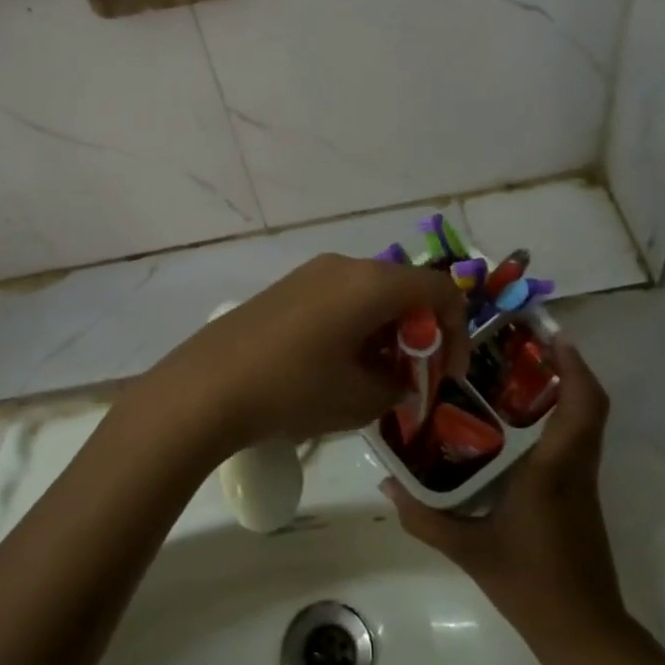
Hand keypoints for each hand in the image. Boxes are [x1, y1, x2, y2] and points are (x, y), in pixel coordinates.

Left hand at [144, 254, 468, 454]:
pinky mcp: (288, 287)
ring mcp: (312, 272)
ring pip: (371, 294)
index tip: (445, 376)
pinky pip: (340, 297)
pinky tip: (338, 365)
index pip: (440, 291)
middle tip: (413, 380)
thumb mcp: (361, 399)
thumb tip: (400, 376)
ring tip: (375, 379)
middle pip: (405, 289)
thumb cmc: (295, 389)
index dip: (456, 332)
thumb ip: (399, 384)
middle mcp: (346, 265)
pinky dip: (357, 326)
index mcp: (373, 283)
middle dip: (420, 334)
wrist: (208, 386)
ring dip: (387, 331)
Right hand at [385, 339, 631, 654]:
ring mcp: (582, 484)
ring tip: (510, 374)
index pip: (583, 405)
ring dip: (561, 392)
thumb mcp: (469, 551)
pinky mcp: (580, 498)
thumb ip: (424, 517)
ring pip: (583, 422)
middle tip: (520, 346)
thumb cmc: (531, 585)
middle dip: (563, 368)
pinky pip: (574, 443)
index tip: (551, 335)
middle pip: (588, 404)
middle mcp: (575, 467)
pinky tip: (514, 426)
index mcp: (555, 469)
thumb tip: (385, 485)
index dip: (574, 365)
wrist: (585, 636)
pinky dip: (556, 420)